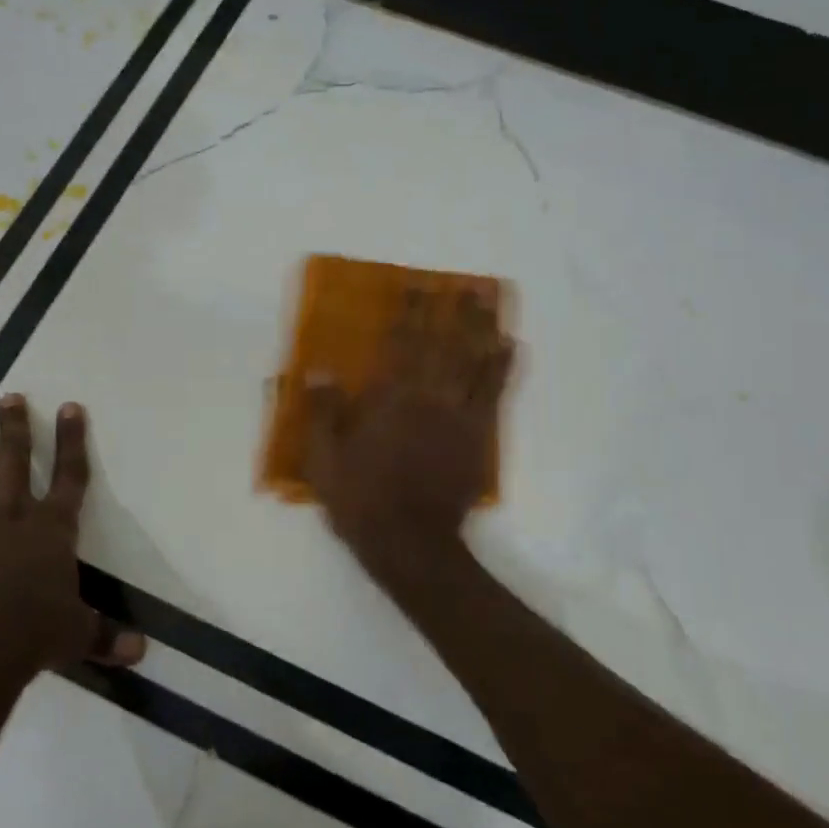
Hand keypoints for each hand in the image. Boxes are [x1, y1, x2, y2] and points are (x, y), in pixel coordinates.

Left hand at [0, 394, 143, 686]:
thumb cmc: (35, 635)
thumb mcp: (79, 635)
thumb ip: (107, 636)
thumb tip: (141, 653)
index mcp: (53, 528)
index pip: (71, 475)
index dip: (72, 439)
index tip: (70, 406)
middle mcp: (13, 519)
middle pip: (15, 462)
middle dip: (16, 428)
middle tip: (10, 398)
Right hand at [304, 289, 515, 593]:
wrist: (410, 543)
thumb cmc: (362, 500)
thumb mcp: (324, 459)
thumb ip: (322, 412)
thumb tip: (316, 368)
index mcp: (390, 399)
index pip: (400, 344)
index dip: (409, 312)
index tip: (416, 285)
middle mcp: (427, 397)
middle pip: (443, 344)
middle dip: (453, 311)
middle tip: (466, 284)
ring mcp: (458, 416)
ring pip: (474, 361)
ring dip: (482, 327)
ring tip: (490, 301)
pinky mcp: (479, 436)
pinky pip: (495, 394)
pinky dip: (504, 368)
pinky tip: (512, 346)